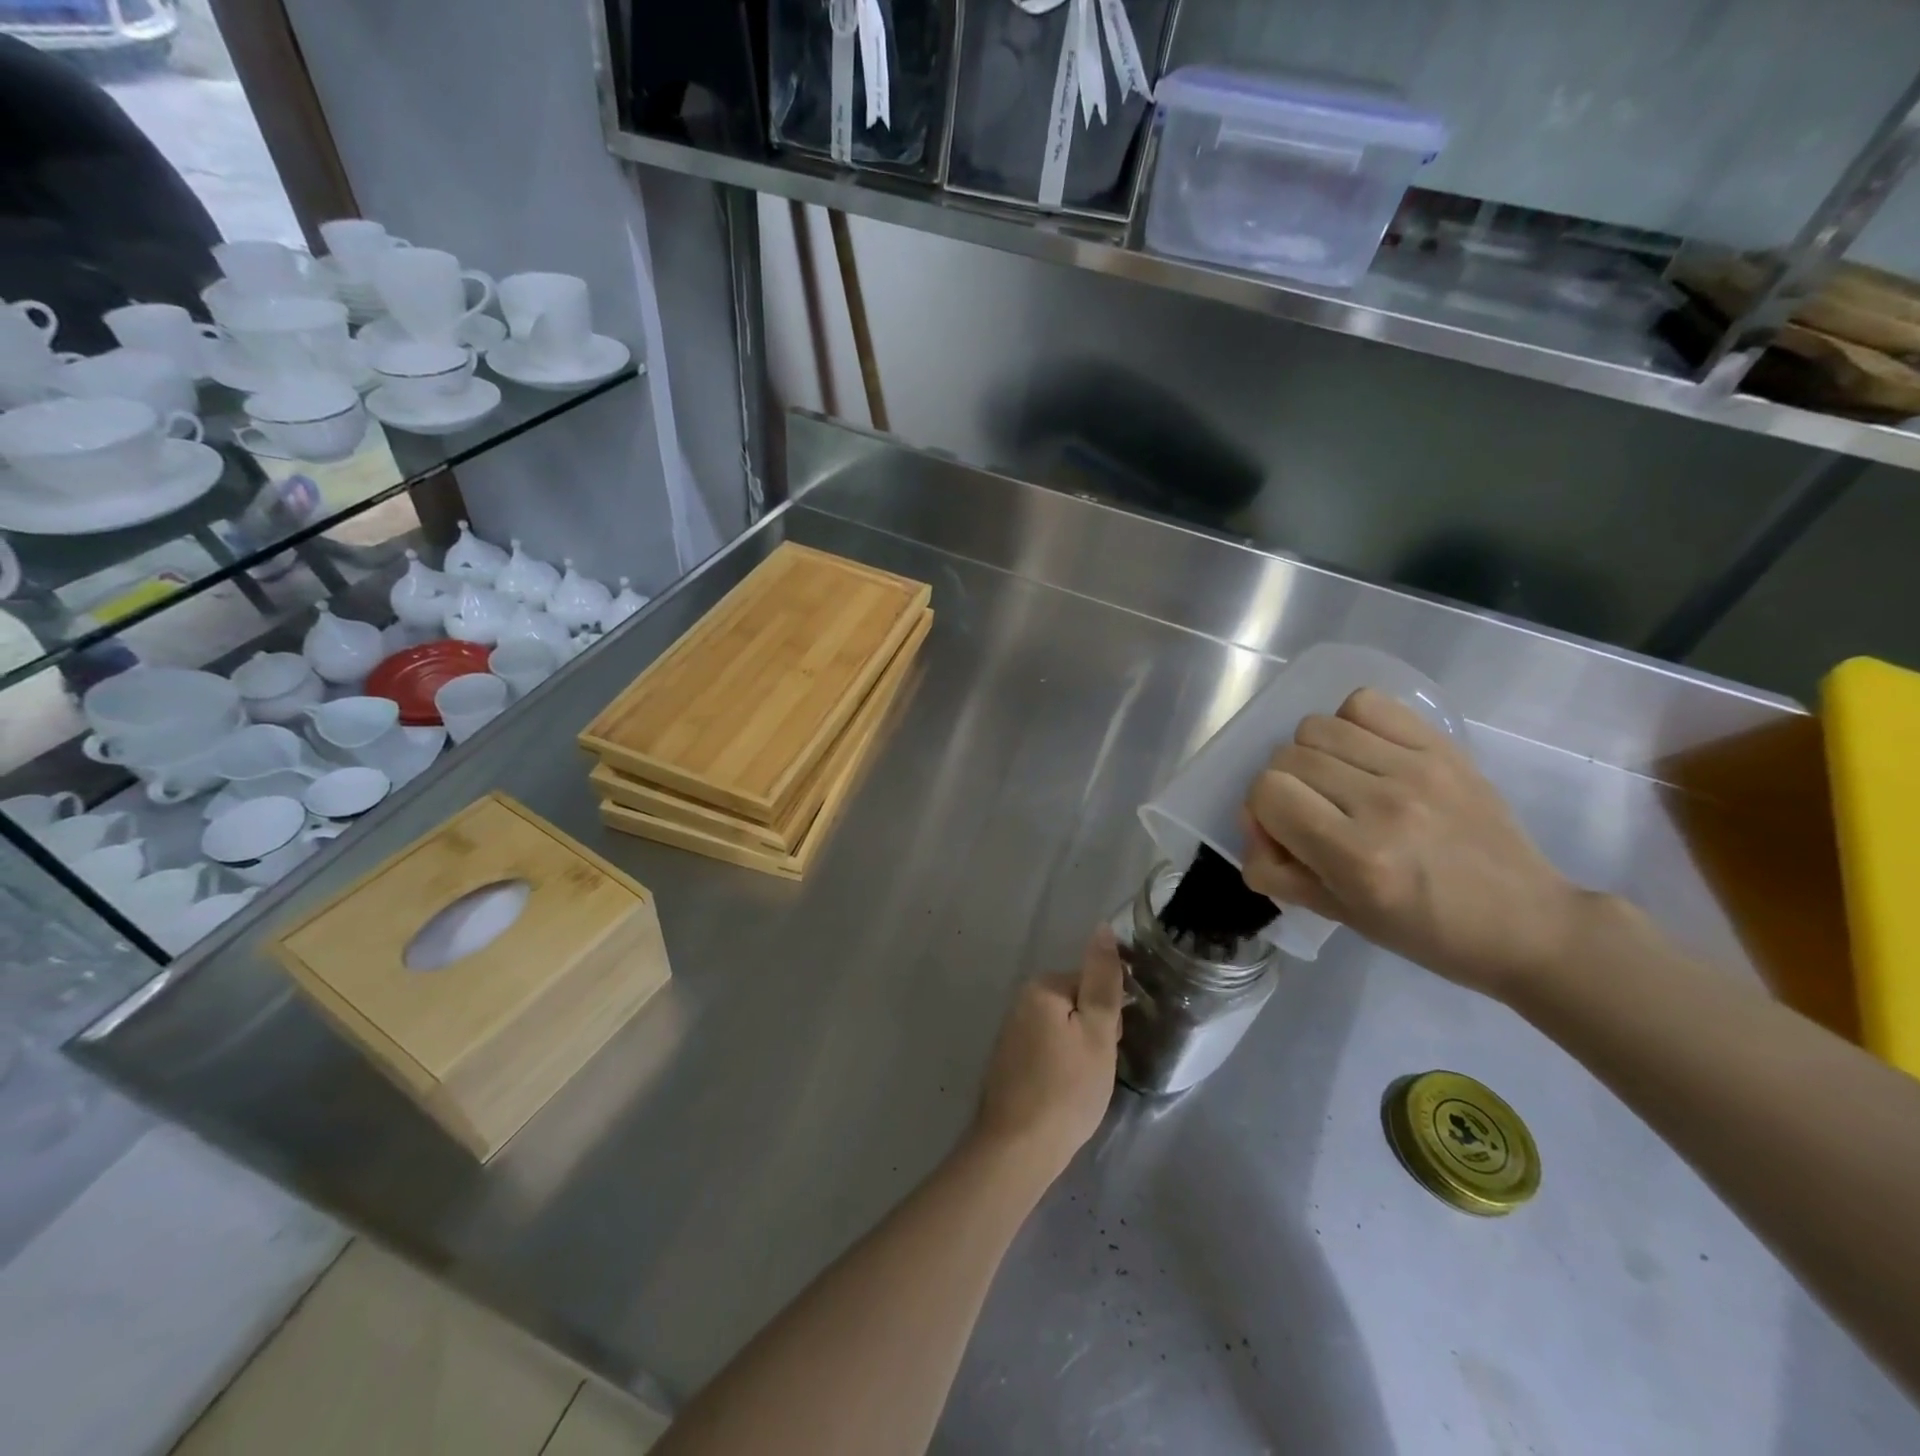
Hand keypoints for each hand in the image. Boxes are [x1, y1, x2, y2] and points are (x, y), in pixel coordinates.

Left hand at [972, 928, 1124, 1183]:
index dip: (1110, 1017)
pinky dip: (1062, 1066)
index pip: (1093, 984)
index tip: (1110, 1045)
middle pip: (1078, 1005)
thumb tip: (1103, 928)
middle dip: (1095, 1033)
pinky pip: (1048, 1050)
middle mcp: (1021, 1001)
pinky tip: (1064, 1092)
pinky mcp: (1010, 1060)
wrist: (1017, 1148)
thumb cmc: (1066, 1089)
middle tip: (1096, 1070)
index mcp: (1042, 987)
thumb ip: (1102, 979)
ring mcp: (1012, 1032)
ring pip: (1065, 1030)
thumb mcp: (1097, 1032)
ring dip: (1080, 1051)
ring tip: (1083, 1086)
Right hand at [1241, 688, 1584, 997]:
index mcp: (1358, 857)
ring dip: (1312, 754)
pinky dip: (1350, 724)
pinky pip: (1365, 703)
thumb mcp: (1338, 915)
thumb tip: (1252, 823)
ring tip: (1339, 781)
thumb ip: (1277, 869)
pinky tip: (1365, 753)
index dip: (1262, 813)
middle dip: (1284, 786)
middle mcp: (1385, 804)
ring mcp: (1418, 769)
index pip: (1267, 792)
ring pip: (1317, 726)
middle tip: (1311, 813)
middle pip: (1286, 756)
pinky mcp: (1443, 748)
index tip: (1284, 835)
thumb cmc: (1426, 932)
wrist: (1526, 922)